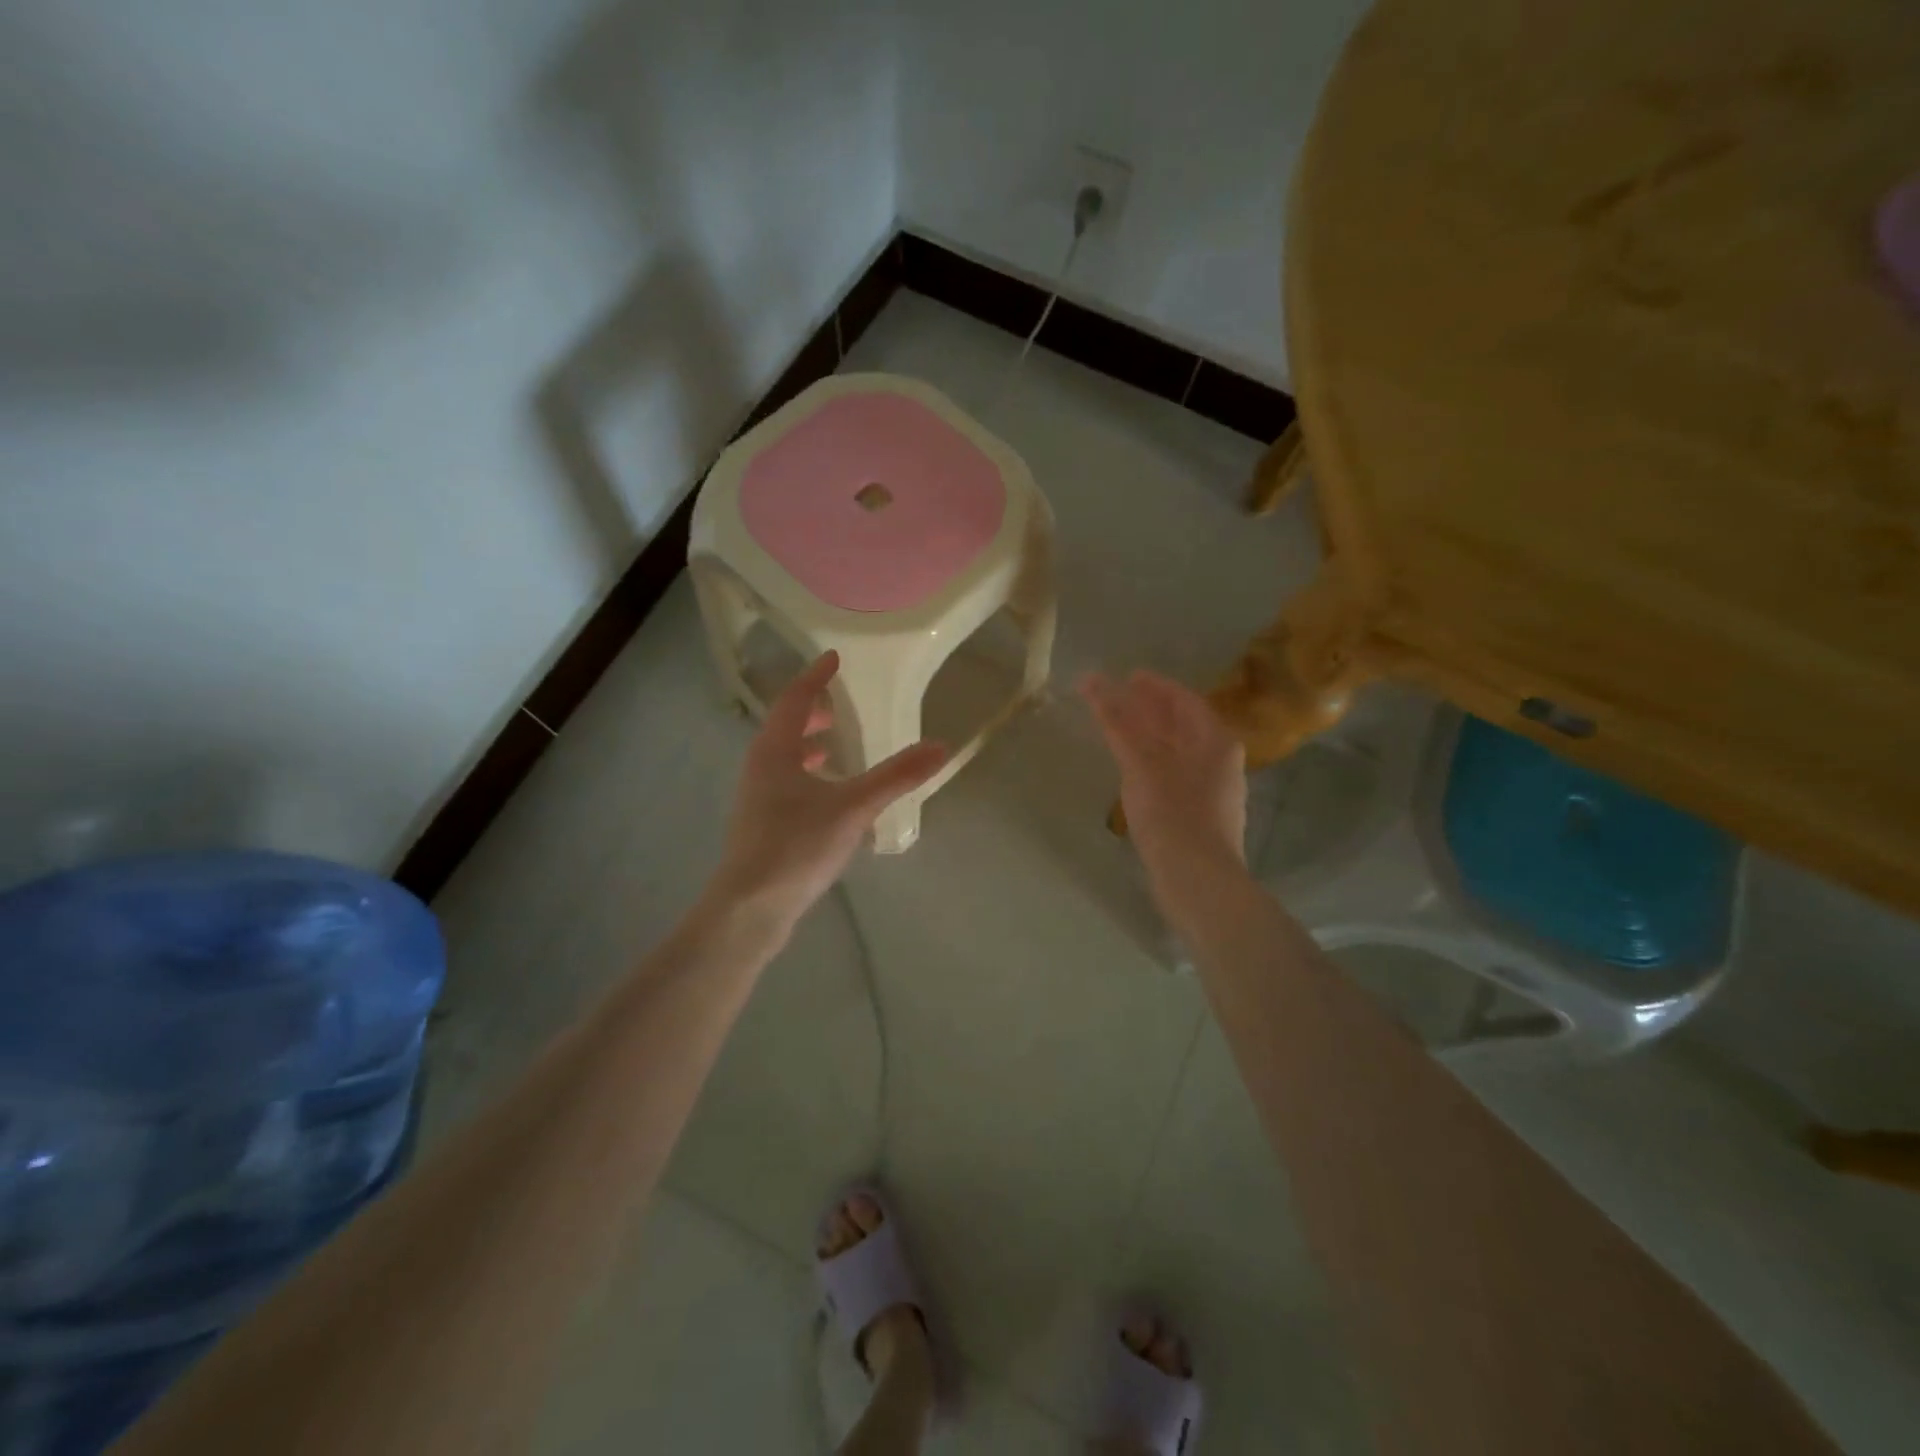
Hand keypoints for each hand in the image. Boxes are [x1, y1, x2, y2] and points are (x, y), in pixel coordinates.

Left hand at [708, 652, 947, 930]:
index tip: (834, 658)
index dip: (815, 677)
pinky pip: (784, 782)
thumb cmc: (797, 845)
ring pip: (782, 757)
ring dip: (806, 744)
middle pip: (784, 726)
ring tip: (834, 746)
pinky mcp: (761, 825)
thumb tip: (941, 746)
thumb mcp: (854, 807)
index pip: (795, 699)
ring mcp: (757, 798)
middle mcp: (760, 767)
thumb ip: (897, 776)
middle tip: (838, 705)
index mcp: (775, 751)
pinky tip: (827, 796)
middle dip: (811, 712)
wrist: (750, 907)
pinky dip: (806, 774)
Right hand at [1080, 669, 1247, 895]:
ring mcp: (1211, 789)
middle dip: (1150, 709)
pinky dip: (1152, 762)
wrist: (1198, 880)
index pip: (1184, 699)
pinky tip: (1132, 770)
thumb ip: (1117, 721)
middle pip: (1181, 724)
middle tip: (1120, 697)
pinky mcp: (1199, 814)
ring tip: (1119, 729)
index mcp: (1215, 740)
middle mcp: (1219, 760)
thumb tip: (1093, 680)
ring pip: (1176, 751)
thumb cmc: (1172, 813)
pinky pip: (1173, 774)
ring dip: (1148, 736)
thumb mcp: (1141, 763)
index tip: (1128, 675)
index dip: (1155, 685)